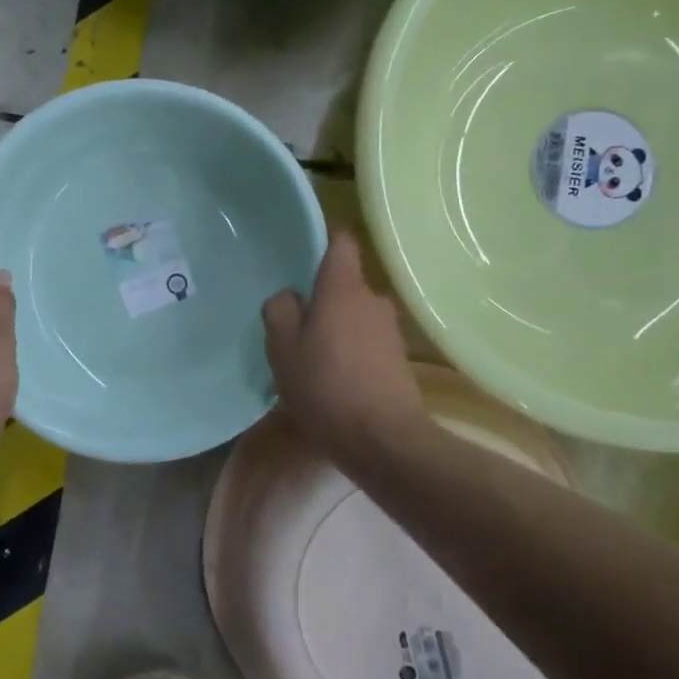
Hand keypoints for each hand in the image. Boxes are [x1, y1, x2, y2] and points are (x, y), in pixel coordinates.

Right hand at [262, 230, 424, 465]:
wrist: (384, 440)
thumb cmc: (326, 386)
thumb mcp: (283, 349)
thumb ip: (280, 312)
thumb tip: (289, 296)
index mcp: (343, 288)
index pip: (341, 241)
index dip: (325, 238)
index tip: (304, 250)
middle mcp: (373, 299)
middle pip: (345, 283)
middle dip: (322, 297)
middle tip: (295, 323)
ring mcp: (390, 329)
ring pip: (355, 315)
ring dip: (336, 328)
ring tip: (313, 358)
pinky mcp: (399, 359)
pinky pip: (367, 341)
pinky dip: (351, 351)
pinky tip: (334, 379)